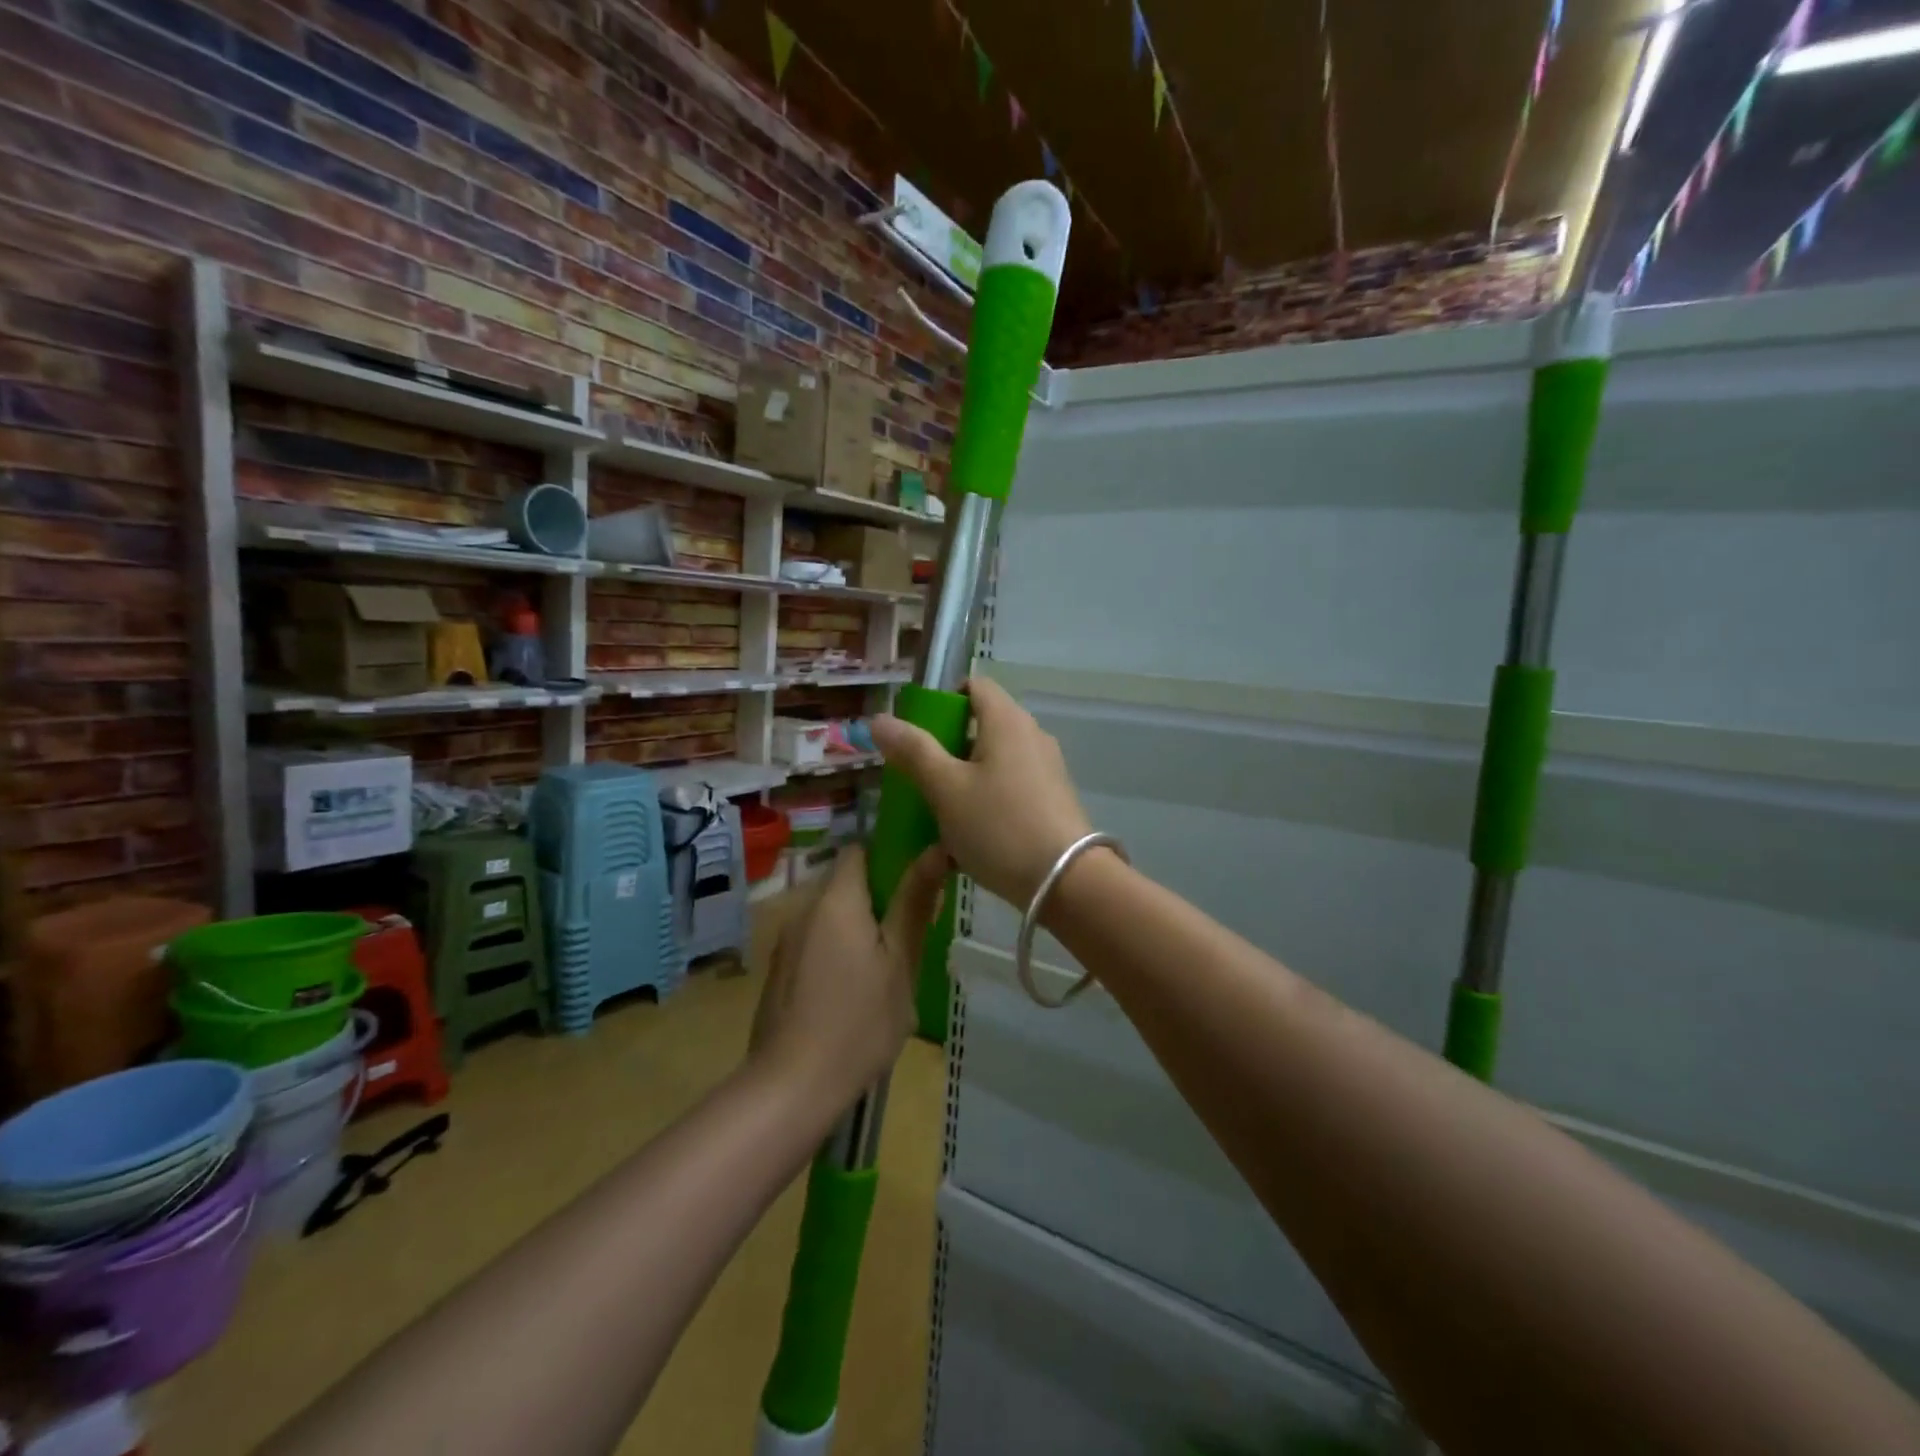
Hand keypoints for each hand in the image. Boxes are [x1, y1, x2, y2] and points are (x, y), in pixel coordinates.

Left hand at [748, 844, 947, 1110]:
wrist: (792, 1086)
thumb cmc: (859, 1021)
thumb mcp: (900, 962)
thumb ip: (914, 903)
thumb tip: (936, 848)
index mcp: (836, 900)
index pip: (858, 850)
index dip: (887, 857)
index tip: (913, 883)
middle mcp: (804, 910)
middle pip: (844, 885)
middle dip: (876, 900)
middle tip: (908, 935)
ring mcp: (785, 942)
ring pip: (829, 917)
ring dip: (855, 930)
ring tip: (883, 969)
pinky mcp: (778, 972)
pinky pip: (813, 943)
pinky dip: (834, 953)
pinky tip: (850, 993)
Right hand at [870, 676, 1093, 907]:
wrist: (1067, 882)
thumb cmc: (999, 826)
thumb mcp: (946, 789)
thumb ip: (913, 751)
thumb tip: (879, 720)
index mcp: (1007, 720)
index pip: (973, 685)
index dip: (942, 700)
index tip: (918, 734)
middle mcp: (1031, 735)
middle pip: (981, 724)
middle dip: (947, 747)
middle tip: (920, 778)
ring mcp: (1046, 768)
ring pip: (994, 761)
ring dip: (964, 779)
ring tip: (940, 814)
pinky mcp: (1053, 799)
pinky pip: (1010, 787)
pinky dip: (987, 801)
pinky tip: (970, 838)